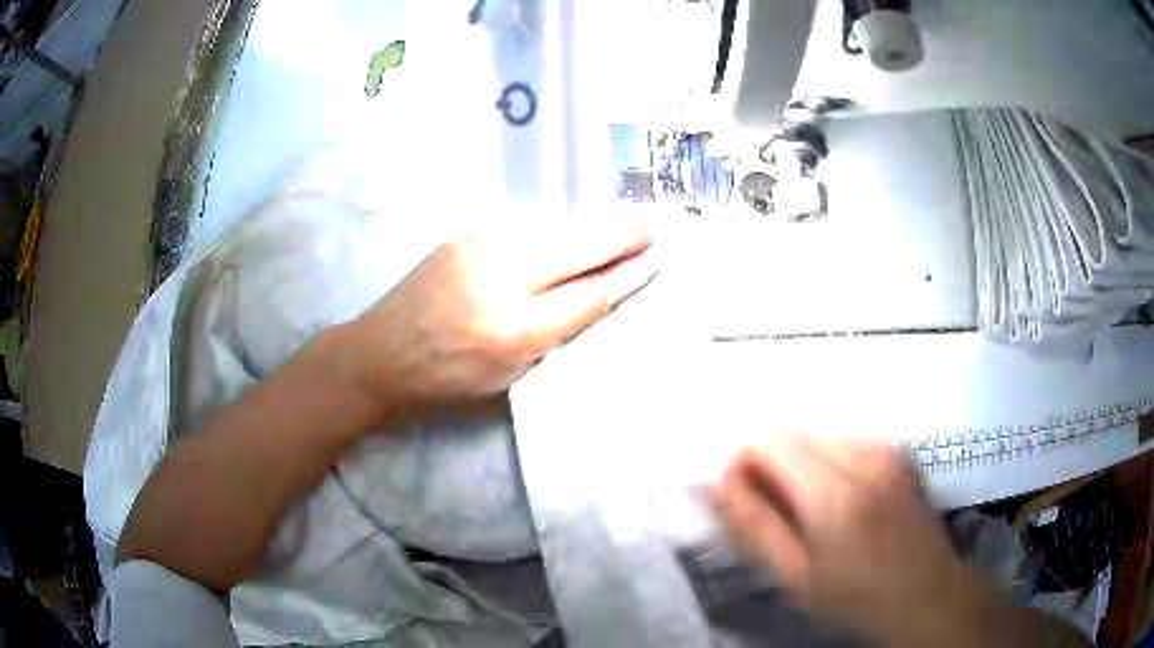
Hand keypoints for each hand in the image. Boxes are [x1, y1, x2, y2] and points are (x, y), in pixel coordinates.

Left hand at [339, 217, 657, 407]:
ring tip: (616, 228)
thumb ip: (552, 334)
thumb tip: (593, 296)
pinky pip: (523, 231)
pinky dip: (550, 235)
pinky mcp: (465, 234)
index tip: (653, 260)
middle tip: (650, 227)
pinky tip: (562, 236)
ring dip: (586, 232)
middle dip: (619, 237)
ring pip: (552, 233)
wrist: (383, 351)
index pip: (587, 296)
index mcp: (515, 330)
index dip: (625, 276)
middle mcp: (501, 279)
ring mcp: (480, 248)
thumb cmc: (448, 377)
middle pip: (576, 250)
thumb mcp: (509, 375)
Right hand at [711, 434, 977, 646]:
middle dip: (773, 469)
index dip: (744, 462)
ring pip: (819, 440)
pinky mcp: (900, 452)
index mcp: (838, 493)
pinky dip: (831, 469)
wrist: (928, 594)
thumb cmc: (857, 598)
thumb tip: (715, 484)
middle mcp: (867, 455)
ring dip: (803, 470)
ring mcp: (889, 449)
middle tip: (778, 517)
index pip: (770, 440)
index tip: (740, 498)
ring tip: (815, 517)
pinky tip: (844, 507)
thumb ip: (753, 527)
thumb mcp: (796, 577)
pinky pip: (846, 446)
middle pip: (794, 436)